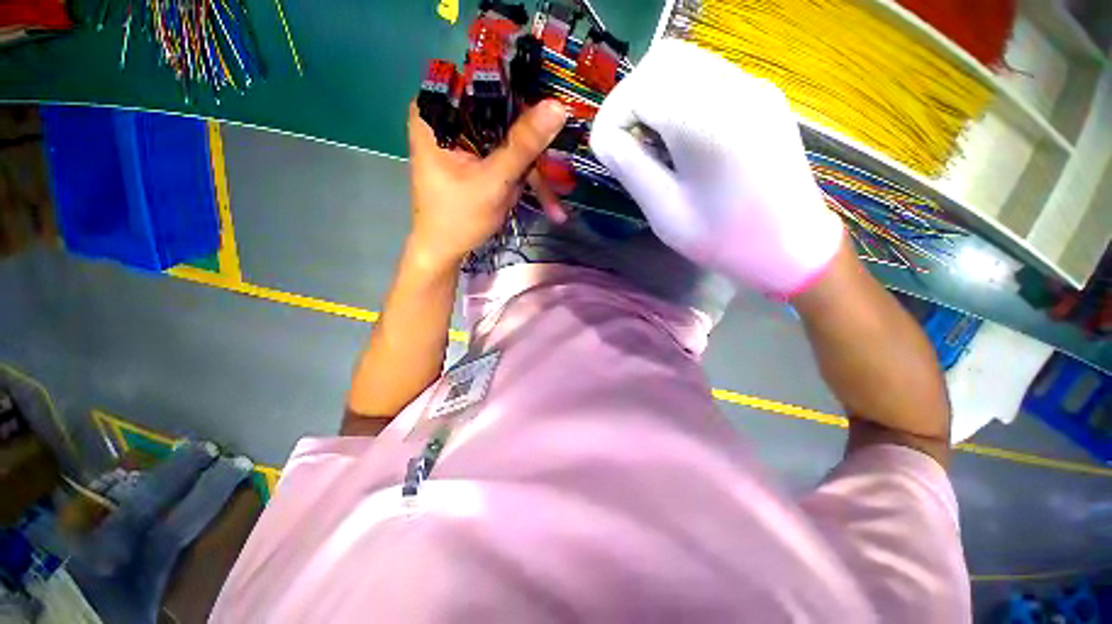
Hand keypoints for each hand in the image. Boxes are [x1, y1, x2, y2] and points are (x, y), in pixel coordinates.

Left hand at [406, 99, 567, 270]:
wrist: (444, 251)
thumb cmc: (459, 218)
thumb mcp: (494, 181)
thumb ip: (523, 145)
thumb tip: (558, 106)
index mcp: (435, 112)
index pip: (485, 83)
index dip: (522, 94)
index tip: (553, 112)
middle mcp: (446, 117)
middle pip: (500, 113)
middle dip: (531, 143)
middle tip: (556, 164)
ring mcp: (461, 139)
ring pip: (507, 137)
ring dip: (532, 168)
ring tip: (552, 200)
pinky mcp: (473, 157)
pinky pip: (504, 155)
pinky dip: (523, 175)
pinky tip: (543, 200)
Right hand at [589, 39, 844, 296]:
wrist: (791, 246)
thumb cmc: (724, 239)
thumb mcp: (665, 212)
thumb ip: (630, 168)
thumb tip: (605, 139)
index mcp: (708, 121)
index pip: (641, 88)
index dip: (612, 117)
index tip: (604, 151)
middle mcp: (735, 88)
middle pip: (663, 60)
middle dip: (631, 99)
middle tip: (626, 141)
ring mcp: (752, 87)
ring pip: (684, 62)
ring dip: (654, 96)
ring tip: (650, 142)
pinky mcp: (760, 96)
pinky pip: (706, 77)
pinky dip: (678, 98)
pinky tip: (679, 137)